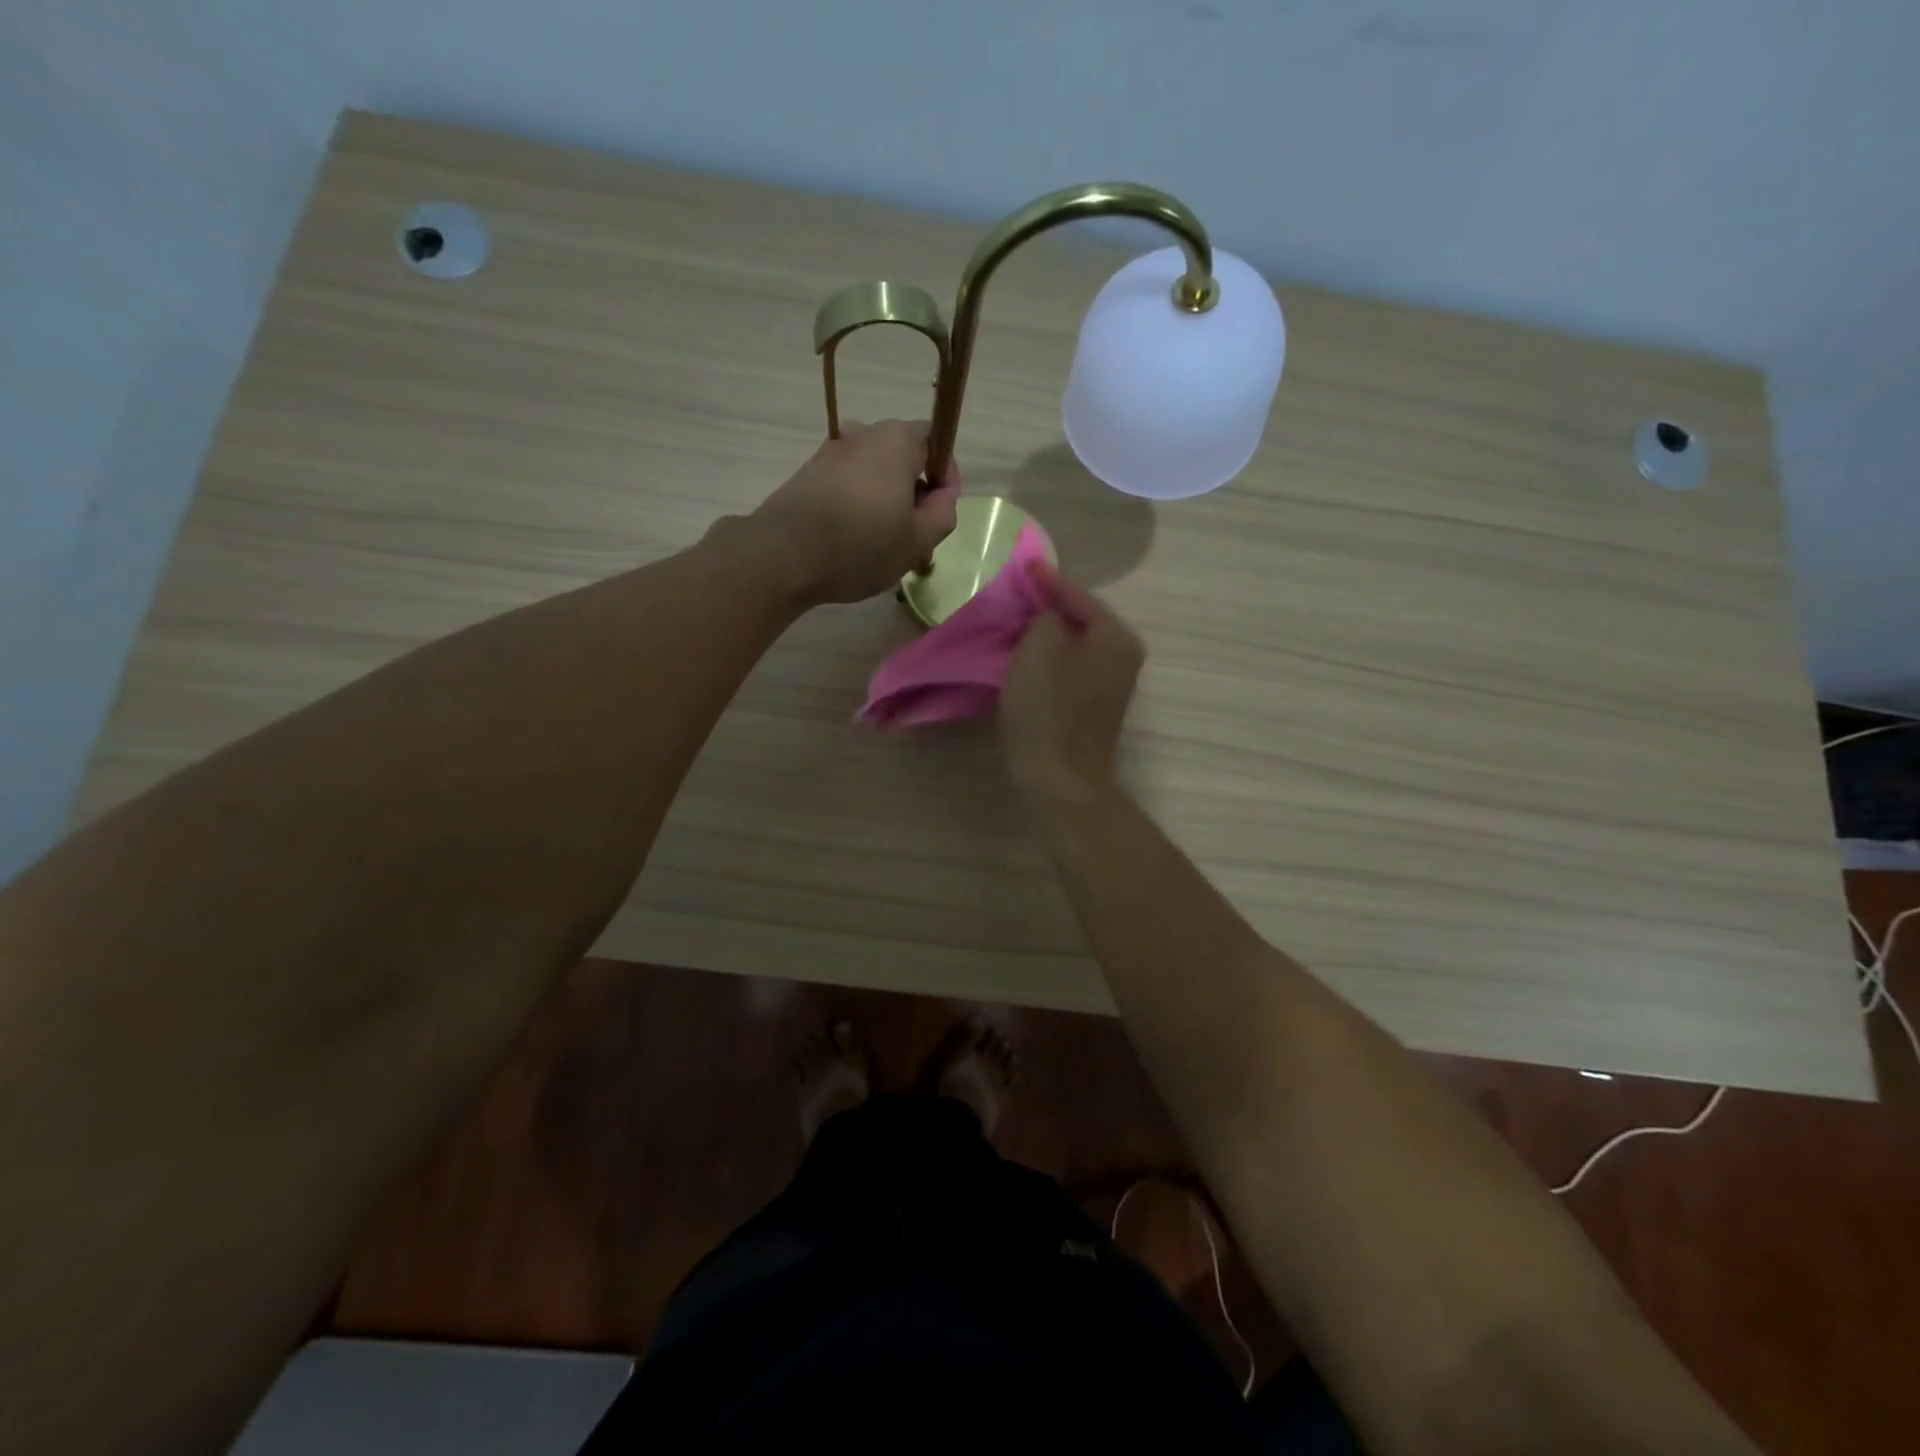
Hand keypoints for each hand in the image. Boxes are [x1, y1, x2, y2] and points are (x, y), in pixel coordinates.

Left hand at [751, 420, 959, 604]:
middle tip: (915, 534)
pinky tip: (852, 540)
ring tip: (882, 543)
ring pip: (873, 473)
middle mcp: (862, 434)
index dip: (945, 476)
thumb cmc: (862, 545)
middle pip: (902, 457)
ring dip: (884, 500)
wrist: (784, 555)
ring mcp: (830, 452)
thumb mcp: (918, 540)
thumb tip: (942, 494)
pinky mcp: (807, 474)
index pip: (935, 441)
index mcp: (896, 440)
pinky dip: (857, 506)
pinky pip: (846, 485)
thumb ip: (943, 513)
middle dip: (914, 491)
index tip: (940, 511)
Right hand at [999, 563, 1144, 802]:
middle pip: (1079, 619)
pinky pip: (1069, 669)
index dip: (1047, 579)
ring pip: (1073, 646)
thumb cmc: (1049, 707)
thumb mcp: (1040, 646)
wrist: (1060, 777)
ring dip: (1045, 635)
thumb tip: (1048, 613)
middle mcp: (1122, 656)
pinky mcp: (1093, 707)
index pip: (1078, 595)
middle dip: (1047, 607)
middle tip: (1014, 594)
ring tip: (1013, 622)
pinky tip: (1024, 658)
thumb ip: (1045, 614)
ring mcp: (1111, 684)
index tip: (1022, 564)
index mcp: (1116, 636)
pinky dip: (1048, 660)